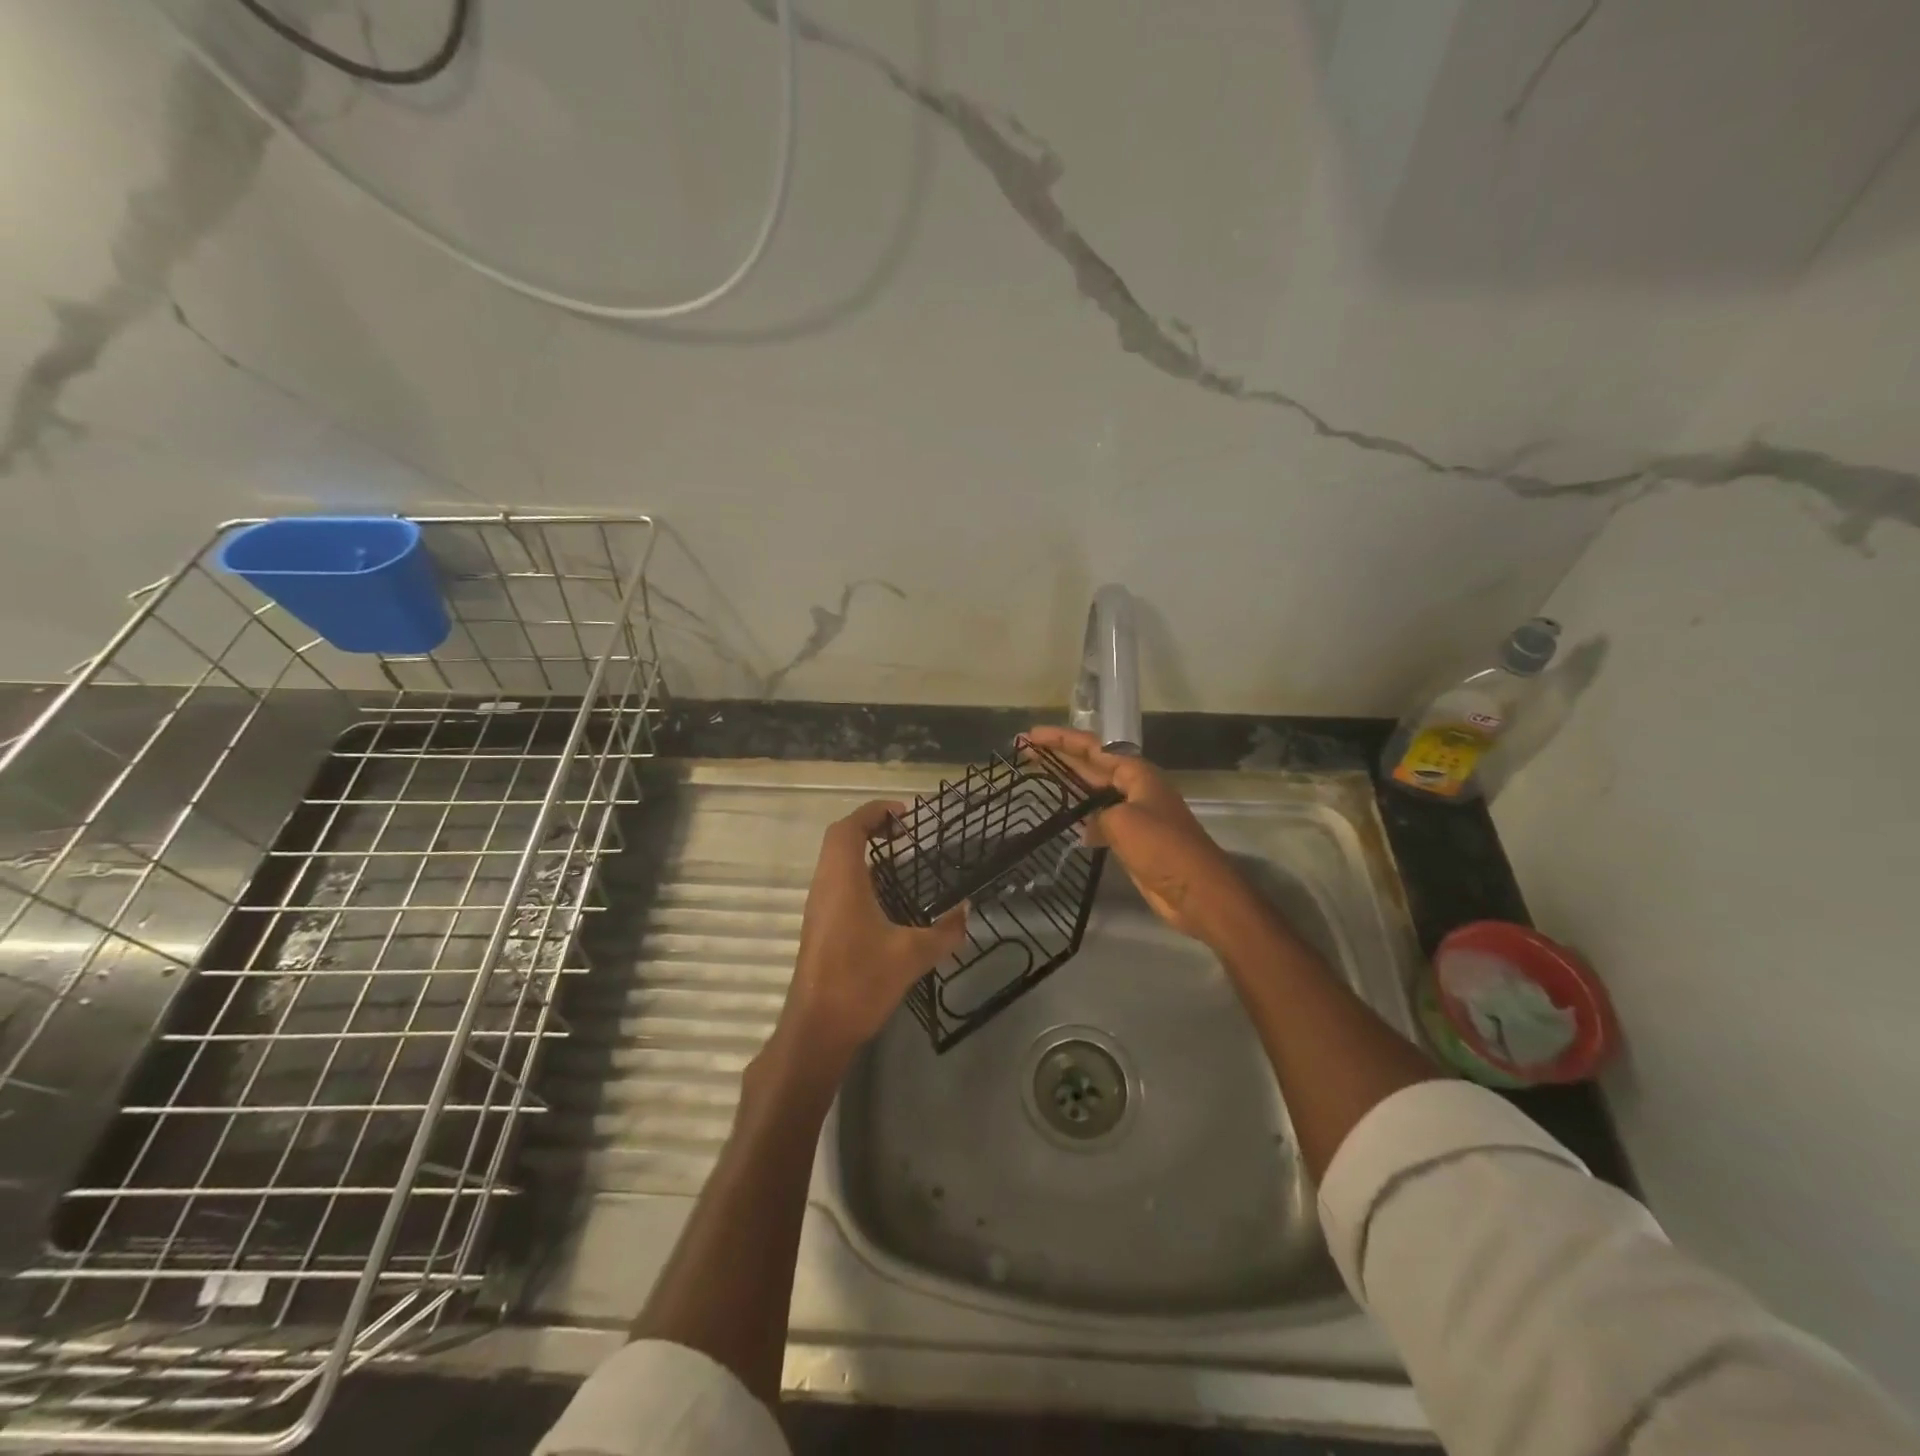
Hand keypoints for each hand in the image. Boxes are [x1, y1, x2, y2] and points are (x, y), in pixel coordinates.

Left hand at [772, 800, 967, 1070]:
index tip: (904, 813)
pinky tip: (885, 895)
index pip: (849, 828)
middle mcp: (824, 886)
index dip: (874, 812)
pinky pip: (836, 883)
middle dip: (870, 826)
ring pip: (835, 862)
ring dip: (863, 850)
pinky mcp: (819, 927)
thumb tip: (966, 912)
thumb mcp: (912, 955)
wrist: (817, 1028)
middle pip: (839, 839)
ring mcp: (818, 907)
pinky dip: (859, 874)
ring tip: (899, 856)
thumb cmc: (860, 982)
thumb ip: (945, 932)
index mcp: (842, 881)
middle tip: (904, 831)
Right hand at [1026, 726, 1254, 943]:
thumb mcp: (1124, 822)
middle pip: (1092, 765)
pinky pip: (1100, 819)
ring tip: (1037, 777)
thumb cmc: (1163, 848)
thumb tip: (1089, 824)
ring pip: (1094, 792)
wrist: (1197, 892)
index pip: (1093, 747)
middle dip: (1060, 757)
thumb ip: (1099, 814)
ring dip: (1068, 784)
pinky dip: (1081, 817)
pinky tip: (1063, 821)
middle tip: (1025, 751)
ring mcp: (1134, 814)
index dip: (1061, 740)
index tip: (1031, 735)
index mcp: (1137, 774)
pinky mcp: (1132, 840)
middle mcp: (1135, 788)